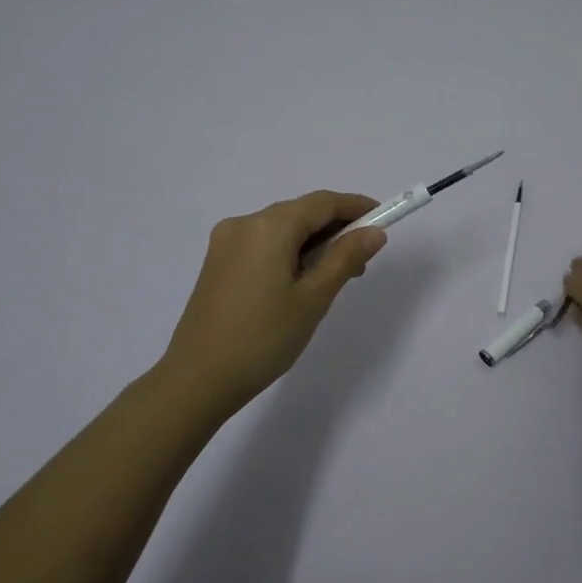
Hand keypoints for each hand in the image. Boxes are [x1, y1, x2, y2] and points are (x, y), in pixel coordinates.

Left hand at [160, 190, 386, 415]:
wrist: (198, 379)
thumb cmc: (263, 338)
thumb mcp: (313, 299)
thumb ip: (345, 258)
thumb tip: (374, 232)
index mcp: (268, 226)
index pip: (322, 203)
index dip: (356, 207)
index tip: (383, 220)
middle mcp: (244, 223)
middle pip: (301, 213)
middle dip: (336, 230)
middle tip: (363, 262)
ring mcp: (226, 243)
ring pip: (282, 229)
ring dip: (313, 244)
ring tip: (336, 278)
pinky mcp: (218, 263)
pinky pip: (264, 244)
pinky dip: (289, 253)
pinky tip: (302, 282)